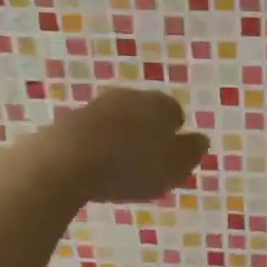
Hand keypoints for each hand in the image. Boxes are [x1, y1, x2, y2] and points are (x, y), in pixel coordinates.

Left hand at [47, 89, 208, 201]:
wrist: (66, 161)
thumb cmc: (131, 165)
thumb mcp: (175, 166)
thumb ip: (192, 152)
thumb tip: (200, 140)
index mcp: (159, 104)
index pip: (175, 113)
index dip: (175, 136)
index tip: (170, 158)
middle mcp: (128, 97)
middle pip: (143, 114)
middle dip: (146, 134)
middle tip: (146, 164)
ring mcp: (95, 106)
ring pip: (116, 123)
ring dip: (118, 140)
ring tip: (117, 169)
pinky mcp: (67, 121)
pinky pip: (90, 135)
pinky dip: (94, 148)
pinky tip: (92, 169)